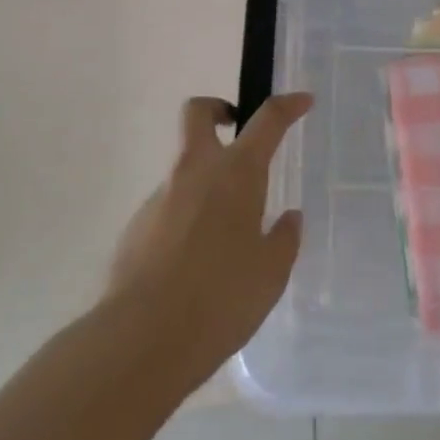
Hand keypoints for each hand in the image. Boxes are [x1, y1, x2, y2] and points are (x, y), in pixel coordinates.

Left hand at [105, 93, 309, 384]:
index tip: (303, 100)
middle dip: (217, 109)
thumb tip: (288, 218)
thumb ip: (284, 239)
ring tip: (225, 236)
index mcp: (236, 174)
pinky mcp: (136, 227)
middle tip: (235, 128)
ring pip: (184, 167)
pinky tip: (195, 264)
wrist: (141, 339)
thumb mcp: (271, 274)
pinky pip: (168, 207)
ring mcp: (160, 197)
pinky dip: (186, 218)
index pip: (267, 120)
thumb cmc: (220, 299)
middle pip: (198, 113)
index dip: (288, 105)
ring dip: (205, 180)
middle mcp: (195, 172)